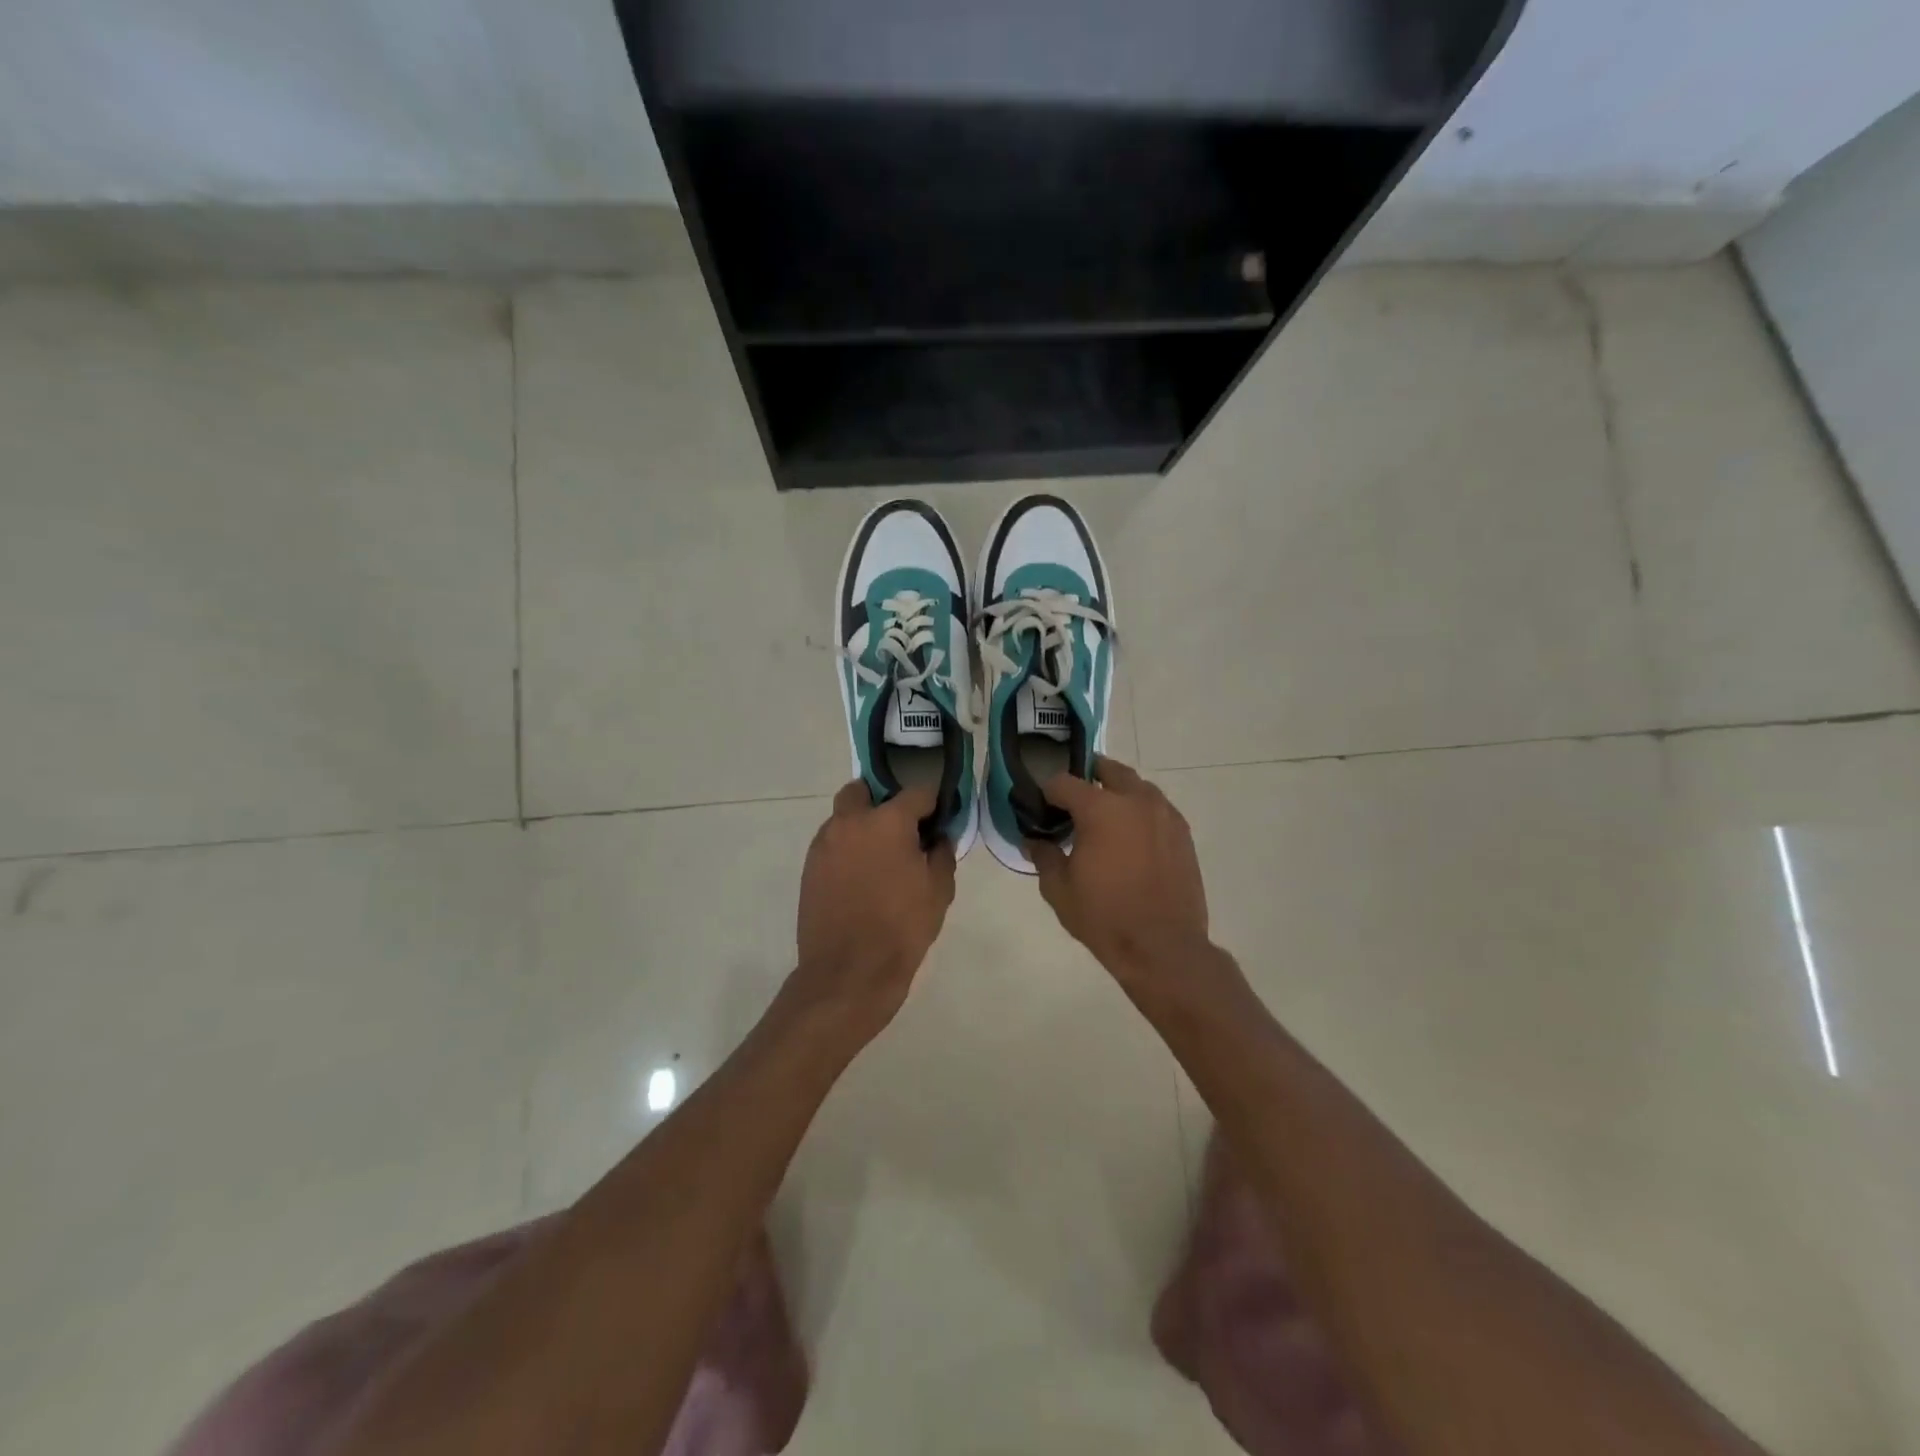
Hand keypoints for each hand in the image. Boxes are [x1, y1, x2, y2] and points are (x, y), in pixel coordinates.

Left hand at [791, 781, 956, 1042]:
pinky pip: (832, 844)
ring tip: (881, 858)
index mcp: (887, 821)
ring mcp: (824, 844)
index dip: (931, 802)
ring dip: (861, 825)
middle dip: (882, 800)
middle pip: (864, 791)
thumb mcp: (939, 891)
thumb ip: (941, 854)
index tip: (939, 817)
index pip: (916, 792)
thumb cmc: (902, 928)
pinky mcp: (809, 867)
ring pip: (843, 817)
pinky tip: (861, 877)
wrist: (848, 972)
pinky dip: (847, 849)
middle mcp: (850, 822)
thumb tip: (938, 837)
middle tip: (901, 829)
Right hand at [1028, 757, 1214, 990]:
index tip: (1041, 807)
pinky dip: (1139, 811)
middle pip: (1108, 770)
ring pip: (1137, 786)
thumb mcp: (1059, 890)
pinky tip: (1131, 836)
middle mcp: (1135, 800)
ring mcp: (1164, 814)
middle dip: (1087, 778)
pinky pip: (1157, 807)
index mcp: (1100, 809)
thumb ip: (1044, 856)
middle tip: (1073, 800)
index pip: (1064, 782)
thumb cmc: (1104, 917)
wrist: (1163, 947)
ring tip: (1104, 817)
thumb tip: (1034, 841)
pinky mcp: (1183, 832)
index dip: (1047, 791)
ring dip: (1117, 792)